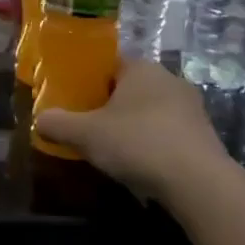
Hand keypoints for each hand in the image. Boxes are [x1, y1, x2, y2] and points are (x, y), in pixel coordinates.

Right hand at [32, 58, 229, 201]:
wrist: (197, 181)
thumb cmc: (137, 143)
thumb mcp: (85, 134)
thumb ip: (58, 124)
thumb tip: (40, 120)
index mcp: (141, 68)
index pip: (109, 64)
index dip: (88, 80)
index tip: (73, 100)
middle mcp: (169, 79)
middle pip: (129, 88)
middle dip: (109, 106)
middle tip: (87, 127)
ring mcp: (191, 107)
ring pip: (150, 111)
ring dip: (132, 126)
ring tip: (112, 150)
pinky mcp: (203, 134)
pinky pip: (167, 132)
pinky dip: (152, 144)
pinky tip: (141, 165)